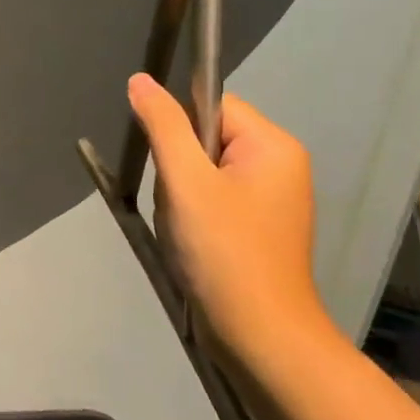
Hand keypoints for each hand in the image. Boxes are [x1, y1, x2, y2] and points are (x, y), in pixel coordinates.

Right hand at [127, 74, 331, 362]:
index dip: (179, 130)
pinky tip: (193, 246)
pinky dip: (192, 218)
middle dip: (178, 170)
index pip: (210, 104)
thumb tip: (140, 80)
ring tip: (187, 231)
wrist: (261, 339)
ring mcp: (271, 199)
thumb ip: (162, 124)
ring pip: (201, 173)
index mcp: (272, 145)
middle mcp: (278, 164)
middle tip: (182, 207)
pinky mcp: (257, 227)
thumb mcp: (185, 181)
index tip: (170, 168)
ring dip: (180, 197)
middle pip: (204, 139)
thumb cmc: (225, 252)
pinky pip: (211, 200)